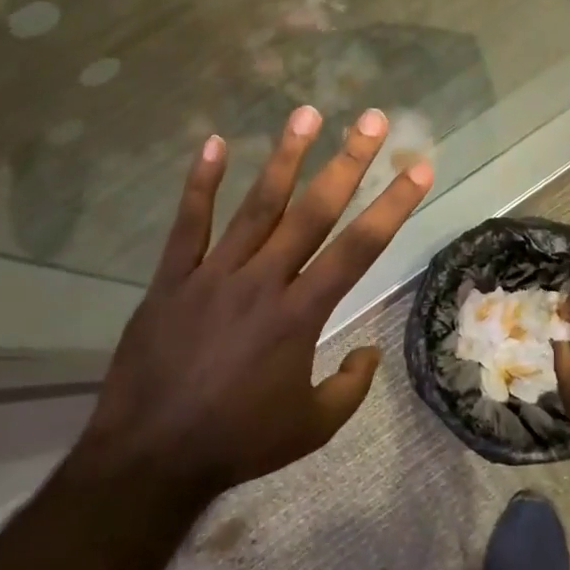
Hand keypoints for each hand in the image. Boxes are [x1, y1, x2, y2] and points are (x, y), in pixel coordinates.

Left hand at [72, 105, 433, 502]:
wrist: (151, 456)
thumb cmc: (238, 441)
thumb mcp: (310, 428)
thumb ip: (349, 388)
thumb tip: (371, 353)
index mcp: (300, 314)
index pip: (357, 249)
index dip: (392, 206)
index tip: (418, 169)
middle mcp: (262, 281)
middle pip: (313, 212)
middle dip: (347, 162)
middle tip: (371, 120)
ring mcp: (213, 274)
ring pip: (256, 205)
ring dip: (284, 157)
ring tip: (306, 113)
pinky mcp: (172, 277)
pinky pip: (188, 223)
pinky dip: (200, 183)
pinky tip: (214, 144)